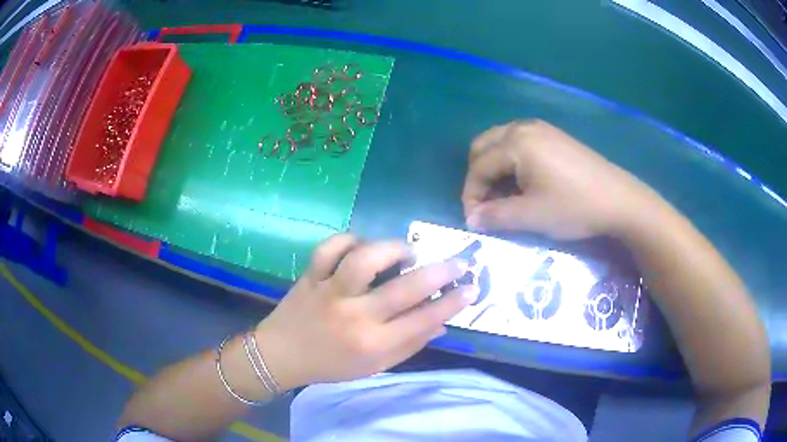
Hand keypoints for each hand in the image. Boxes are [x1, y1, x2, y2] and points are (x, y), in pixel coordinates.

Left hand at [254, 235, 478, 390]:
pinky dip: (348, 240)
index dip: (452, 303)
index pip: (422, 321)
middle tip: (458, 263)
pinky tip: (361, 246)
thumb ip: (409, 346)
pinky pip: (329, 248)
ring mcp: (330, 292)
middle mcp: (354, 316)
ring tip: (406, 253)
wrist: (281, 355)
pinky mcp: (311, 276)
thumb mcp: (374, 367)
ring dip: (392, 249)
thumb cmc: (331, 365)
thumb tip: (440, 323)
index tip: (472, 289)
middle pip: (403, 289)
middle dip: (439, 272)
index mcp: (372, 344)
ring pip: (364, 259)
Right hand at [462, 120, 656, 238]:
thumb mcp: (532, 215)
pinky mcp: (554, 136)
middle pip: (483, 146)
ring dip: (494, 167)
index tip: (474, 220)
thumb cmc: (574, 207)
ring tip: (502, 195)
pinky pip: (519, 142)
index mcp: (516, 142)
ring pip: (500, 142)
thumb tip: (471, 220)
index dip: (471, 195)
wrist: (619, 199)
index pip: (479, 167)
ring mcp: (541, 129)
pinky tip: (522, 181)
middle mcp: (523, 127)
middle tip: (486, 204)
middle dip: (478, 176)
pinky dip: (510, 160)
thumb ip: (495, 216)